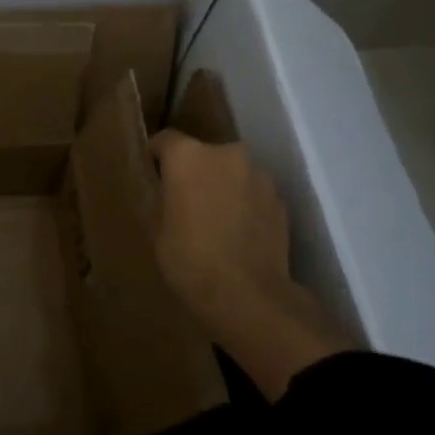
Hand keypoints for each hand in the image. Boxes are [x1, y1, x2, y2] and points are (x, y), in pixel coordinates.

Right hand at [149, 130, 351, 399]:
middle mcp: (227, 154)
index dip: (156, 157)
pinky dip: (245, 205)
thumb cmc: (188, 259)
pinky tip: (239, 234)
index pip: (165, 140)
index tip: (153, 175)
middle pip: (203, 155)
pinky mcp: (281, 200)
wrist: (248, 295)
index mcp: (188, 156)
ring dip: (223, 187)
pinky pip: (254, 193)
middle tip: (186, 202)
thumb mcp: (156, 228)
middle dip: (195, 172)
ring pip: (232, 173)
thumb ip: (163, 198)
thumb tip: (169, 191)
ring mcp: (259, 176)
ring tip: (216, 221)